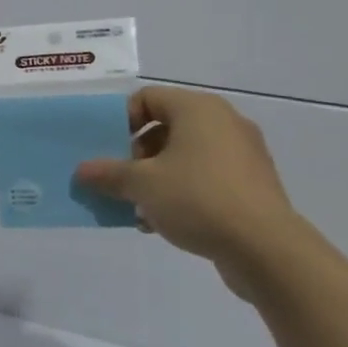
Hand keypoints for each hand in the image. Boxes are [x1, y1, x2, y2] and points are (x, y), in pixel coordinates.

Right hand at [73, 86, 303, 299]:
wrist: (265, 248)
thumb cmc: (198, 198)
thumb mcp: (142, 185)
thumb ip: (108, 174)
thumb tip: (82, 171)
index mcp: (198, 109)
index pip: (148, 98)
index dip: (122, 120)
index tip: (108, 150)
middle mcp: (223, 122)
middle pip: (166, 127)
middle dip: (136, 154)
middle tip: (121, 180)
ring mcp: (242, 154)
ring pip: (185, 156)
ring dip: (156, 177)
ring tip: (137, 206)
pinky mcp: (252, 185)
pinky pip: (206, 177)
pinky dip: (182, 192)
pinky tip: (163, 222)